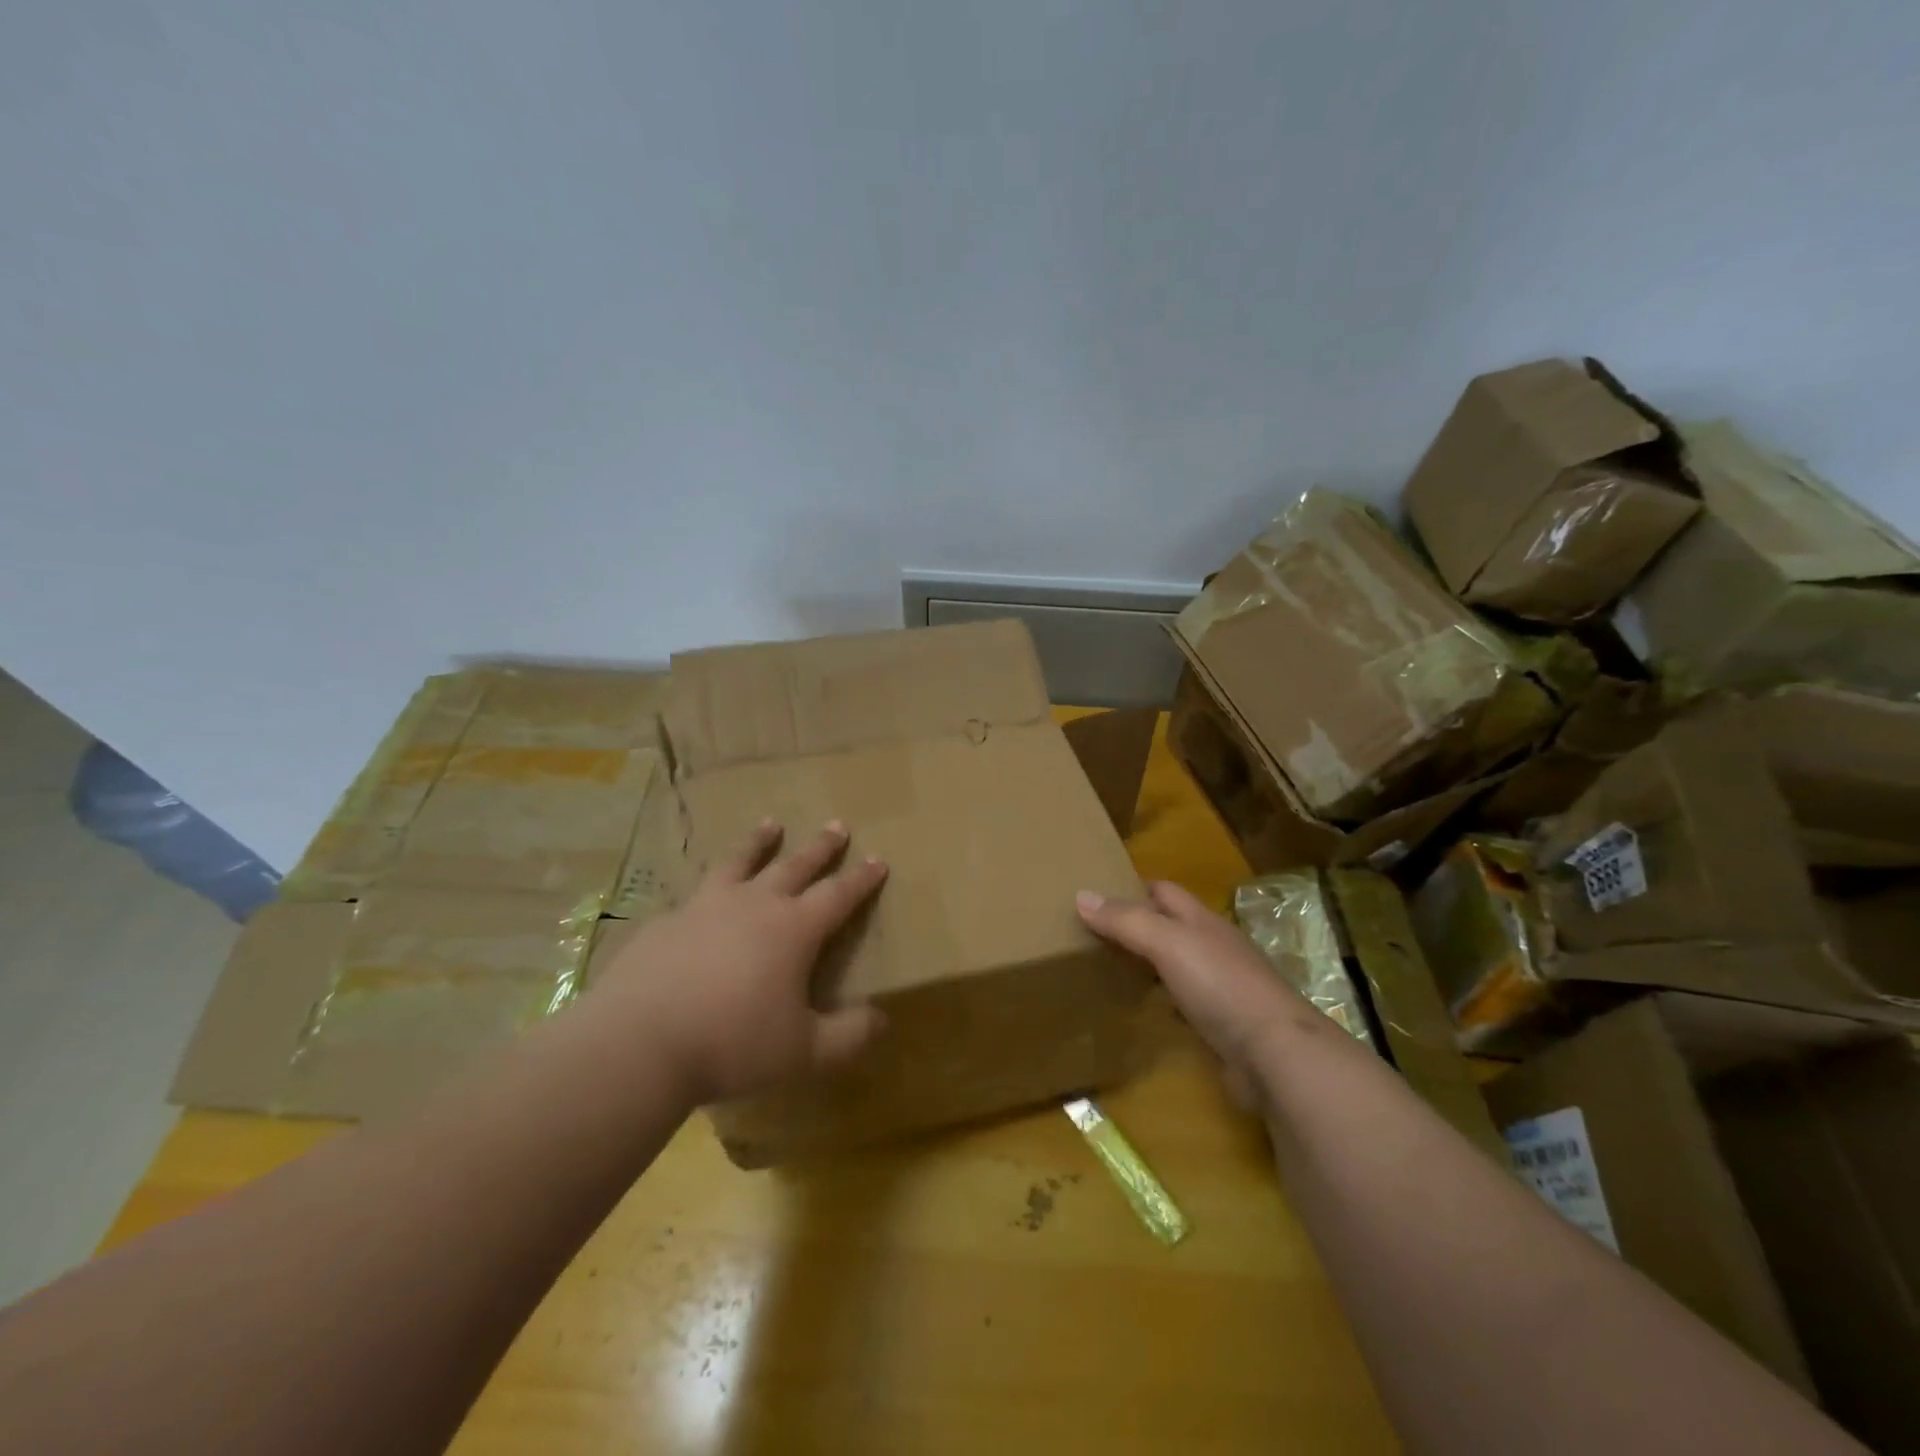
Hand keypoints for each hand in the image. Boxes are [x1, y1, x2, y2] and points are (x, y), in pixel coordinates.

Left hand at [593, 820, 888, 1103]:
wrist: (638, 1044)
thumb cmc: (732, 1044)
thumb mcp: (804, 1052)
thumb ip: (848, 1036)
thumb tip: (882, 1020)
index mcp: (793, 929)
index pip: (838, 894)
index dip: (861, 879)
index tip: (878, 859)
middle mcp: (753, 905)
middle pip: (795, 865)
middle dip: (821, 847)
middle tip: (838, 825)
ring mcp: (705, 907)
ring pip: (740, 862)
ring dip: (760, 841)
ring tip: (770, 823)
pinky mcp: (666, 922)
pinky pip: (694, 894)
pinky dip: (708, 886)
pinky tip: (701, 895)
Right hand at [1076, 880, 1320, 1104]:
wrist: (1275, 1055)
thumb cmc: (1220, 986)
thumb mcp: (1168, 943)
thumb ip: (1126, 921)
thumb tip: (1081, 895)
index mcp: (1202, 921)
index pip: (1164, 891)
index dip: (1132, 888)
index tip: (1096, 895)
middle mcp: (1213, 947)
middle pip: (1170, 926)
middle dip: (1136, 925)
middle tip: (1092, 934)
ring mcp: (1221, 987)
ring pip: (1177, 964)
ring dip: (1148, 963)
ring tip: (1107, 968)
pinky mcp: (1223, 1024)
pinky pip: (1184, 1002)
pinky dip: (1162, 999)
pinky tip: (1142, 1009)